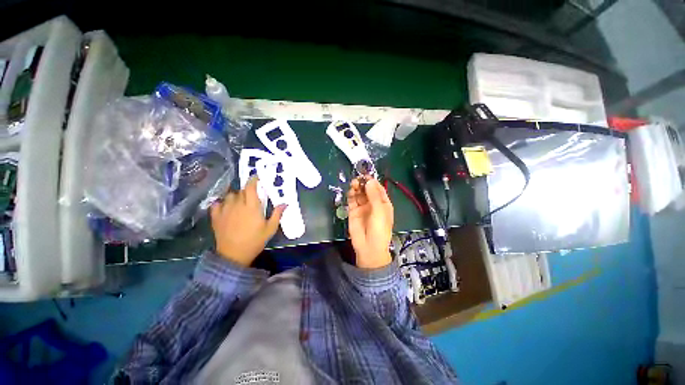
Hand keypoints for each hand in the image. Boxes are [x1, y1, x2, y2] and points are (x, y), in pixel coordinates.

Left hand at [210, 178, 285, 266]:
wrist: (233, 255)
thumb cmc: (255, 241)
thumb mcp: (270, 229)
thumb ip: (277, 214)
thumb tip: (285, 203)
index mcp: (252, 207)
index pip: (250, 187)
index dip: (253, 180)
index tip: (257, 177)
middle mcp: (237, 205)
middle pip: (241, 191)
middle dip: (247, 191)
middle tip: (253, 197)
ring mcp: (225, 210)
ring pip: (229, 196)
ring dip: (236, 196)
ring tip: (240, 203)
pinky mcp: (216, 217)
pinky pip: (217, 204)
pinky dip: (221, 203)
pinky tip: (225, 207)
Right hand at [347, 177, 393, 268]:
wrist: (369, 247)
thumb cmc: (379, 229)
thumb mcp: (379, 211)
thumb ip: (374, 195)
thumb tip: (370, 180)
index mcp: (383, 203)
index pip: (378, 189)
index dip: (373, 182)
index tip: (367, 175)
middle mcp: (373, 204)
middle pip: (368, 190)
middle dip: (363, 183)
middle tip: (358, 179)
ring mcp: (362, 207)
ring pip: (359, 193)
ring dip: (357, 187)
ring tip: (354, 183)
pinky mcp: (353, 211)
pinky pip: (352, 200)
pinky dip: (351, 194)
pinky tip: (351, 191)